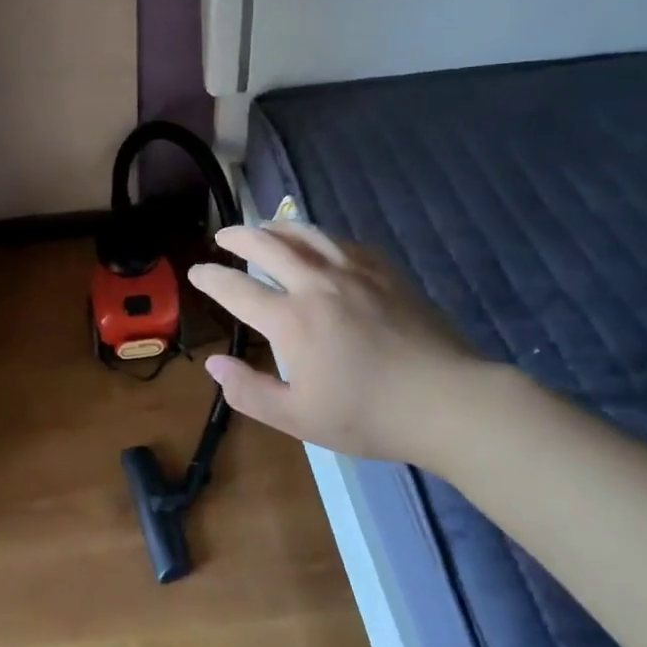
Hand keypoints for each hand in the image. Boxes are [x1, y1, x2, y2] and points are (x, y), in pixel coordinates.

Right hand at [186, 222, 490, 467]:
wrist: (450, 402)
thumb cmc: (370, 416)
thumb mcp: (300, 418)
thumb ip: (249, 392)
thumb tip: (213, 365)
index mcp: (292, 320)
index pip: (236, 289)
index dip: (210, 278)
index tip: (196, 272)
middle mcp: (317, 285)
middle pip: (267, 246)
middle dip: (238, 237)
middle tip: (223, 236)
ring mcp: (354, 273)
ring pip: (306, 234)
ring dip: (276, 227)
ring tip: (264, 227)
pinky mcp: (385, 272)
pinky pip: (343, 242)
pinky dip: (319, 237)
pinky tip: (319, 244)